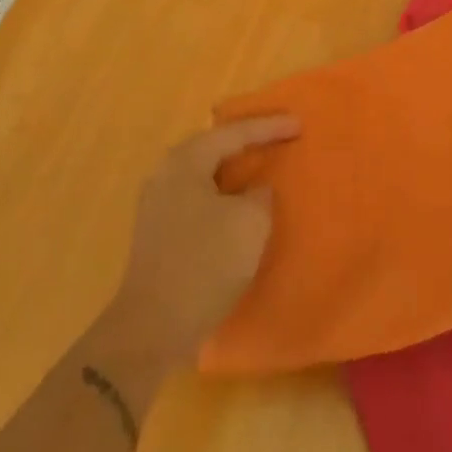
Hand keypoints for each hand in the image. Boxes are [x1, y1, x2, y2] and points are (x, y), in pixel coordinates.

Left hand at [101, 115, 299, 363]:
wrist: (152, 328)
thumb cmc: (205, 264)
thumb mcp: (250, 223)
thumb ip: (260, 195)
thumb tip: (254, 191)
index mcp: (185, 161)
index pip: (235, 133)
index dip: (270, 128)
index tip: (299, 124)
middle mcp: (166, 173)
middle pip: (215, 147)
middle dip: (248, 143)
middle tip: (280, 138)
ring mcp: (157, 203)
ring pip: (205, 174)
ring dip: (235, 172)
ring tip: (263, 169)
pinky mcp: (158, 231)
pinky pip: (198, 197)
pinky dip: (223, 195)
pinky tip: (239, 206)